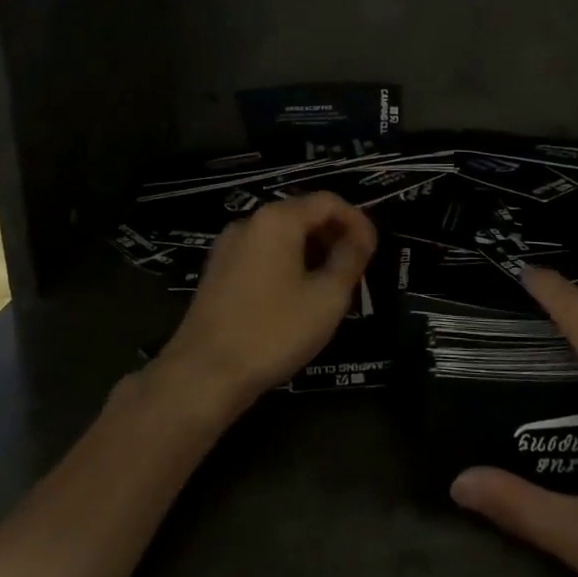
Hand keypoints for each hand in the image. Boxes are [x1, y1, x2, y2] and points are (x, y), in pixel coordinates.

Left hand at [154, 193, 377, 414]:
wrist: (204, 374)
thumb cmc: (274, 332)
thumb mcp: (327, 297)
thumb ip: (350, 259)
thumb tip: (361, 238)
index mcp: (278, 219)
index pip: (328, 202)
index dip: (357, 221)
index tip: (373, 250)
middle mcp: (250, 222)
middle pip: (303, 213)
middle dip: (334, 234)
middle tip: (356, 266)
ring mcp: (229, 246)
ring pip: (282, 234)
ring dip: (312, 250)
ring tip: (332, 282)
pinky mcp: (217, 270)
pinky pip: (263, 252)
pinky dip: (288, 262)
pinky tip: (298, 293)